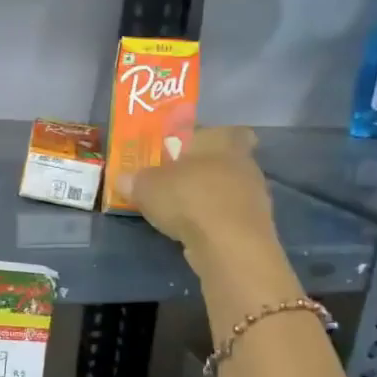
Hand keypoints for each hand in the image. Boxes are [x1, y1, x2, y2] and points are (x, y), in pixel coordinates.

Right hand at [115, 127, 282, 273]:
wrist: (229, 245)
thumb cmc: (188, 199)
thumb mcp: (146, 187)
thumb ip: (134, 180)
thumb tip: (122, 179)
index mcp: (221, 140)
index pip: (217, 131)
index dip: (201, 139)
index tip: (183, 151)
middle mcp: (243, 162)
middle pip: (222, 161)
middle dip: (201, 171)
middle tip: (175, 182)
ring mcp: (254, 195)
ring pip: (227, 189)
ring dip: (208, 198)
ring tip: (181, 211)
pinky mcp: (254, 225)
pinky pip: (229, 215)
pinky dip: (214, 221)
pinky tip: (195, 232)